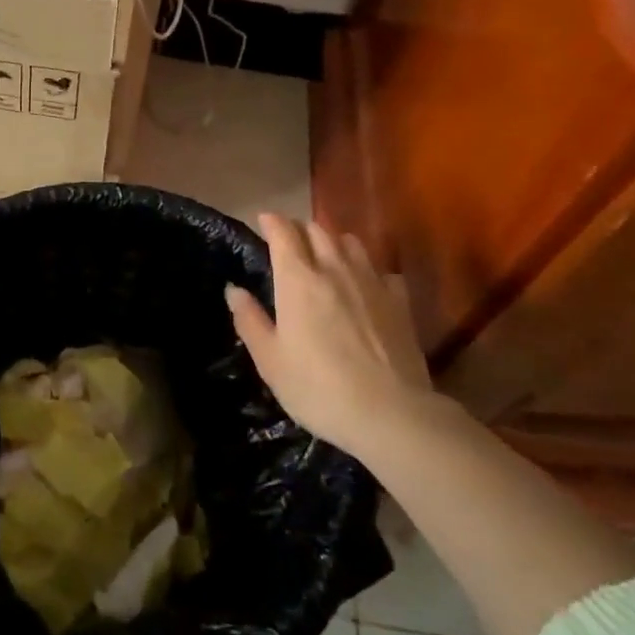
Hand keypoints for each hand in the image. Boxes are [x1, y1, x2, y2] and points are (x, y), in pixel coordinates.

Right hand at [225, 215, 432, 461]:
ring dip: (334, 242)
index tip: (263, 221)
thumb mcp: (270, 360)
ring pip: (351, 242)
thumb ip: (250, 320)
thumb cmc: (317, 388)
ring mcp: (371, 281)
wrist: (389, 413)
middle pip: (317, 230)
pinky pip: (381, 270)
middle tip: (290, 242)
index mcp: (298, 279)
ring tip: (326, 256)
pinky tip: (366, 286)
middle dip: (300, 229)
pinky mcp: (400, 300)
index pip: (283, 232)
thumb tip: (234, 289)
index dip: (271, 222)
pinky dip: (368, 269)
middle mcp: (334, 268)